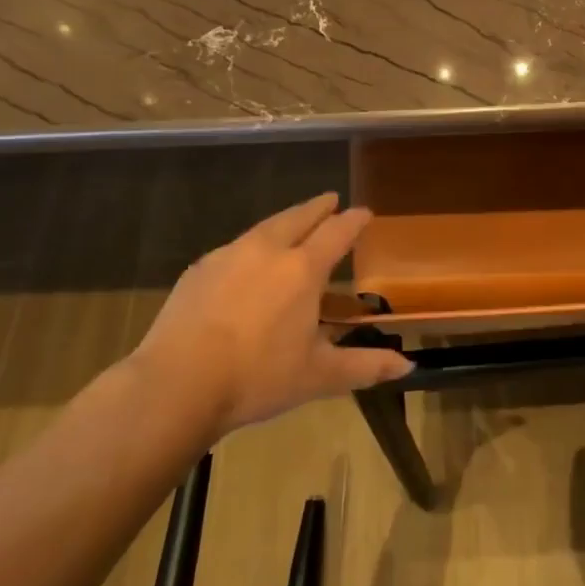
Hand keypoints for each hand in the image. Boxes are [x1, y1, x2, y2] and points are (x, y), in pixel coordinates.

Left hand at [128, 193, 411, 434]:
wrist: (176, 385)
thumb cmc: (258, 377)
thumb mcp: (319, 376)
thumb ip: (365, 366)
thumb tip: (407, 367)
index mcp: (302, 269)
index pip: (337, 233)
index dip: (354, 220)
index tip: (365, 212)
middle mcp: (267, 251)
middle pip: (298, 217)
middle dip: (317, 207)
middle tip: (330, 200)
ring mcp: (228, 256)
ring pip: (264, 228)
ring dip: (283, 222)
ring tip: (291, 226)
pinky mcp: (198, 271)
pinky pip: (234, 248)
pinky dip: (251, 247)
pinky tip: (246, 265)